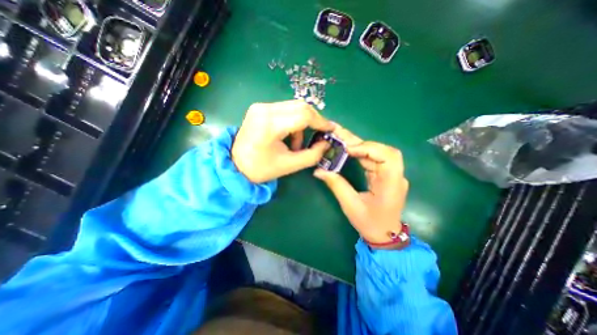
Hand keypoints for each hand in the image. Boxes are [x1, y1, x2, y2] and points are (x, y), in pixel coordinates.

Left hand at [231, 99, 334, 182]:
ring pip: (294, 107)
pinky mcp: (260, 108)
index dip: (321, 122)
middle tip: (319, 135)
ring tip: (297, 144)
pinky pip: (285, 110)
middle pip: (300, 107)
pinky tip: (288, 137)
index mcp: (270, 124)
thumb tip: (326, 143)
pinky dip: (292, 123)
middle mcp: (264, 109)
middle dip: (314, 121)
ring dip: (302, 124)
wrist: (235, 165)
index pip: (304, 115)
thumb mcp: (290, 165)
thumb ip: (312, 155)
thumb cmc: (261, 169)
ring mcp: (260, 107)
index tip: (330, 130)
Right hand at [313, 126, 410, 245]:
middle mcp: (395, 176)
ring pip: (378, 153)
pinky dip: (361, 153)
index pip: (387, 156)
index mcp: (391, 184)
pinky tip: (349, 151)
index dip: (368, 148)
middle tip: (341, 137)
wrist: (385, 236)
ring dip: (360, 146)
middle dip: (362, 143)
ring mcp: (391, 174)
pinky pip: (374, 159)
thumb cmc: (370, 223)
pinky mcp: (385, 175)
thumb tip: (319, 171)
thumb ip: (336, 185)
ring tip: (342, 141)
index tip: (347, 149)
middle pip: (383, 150)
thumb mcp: (351, 205)